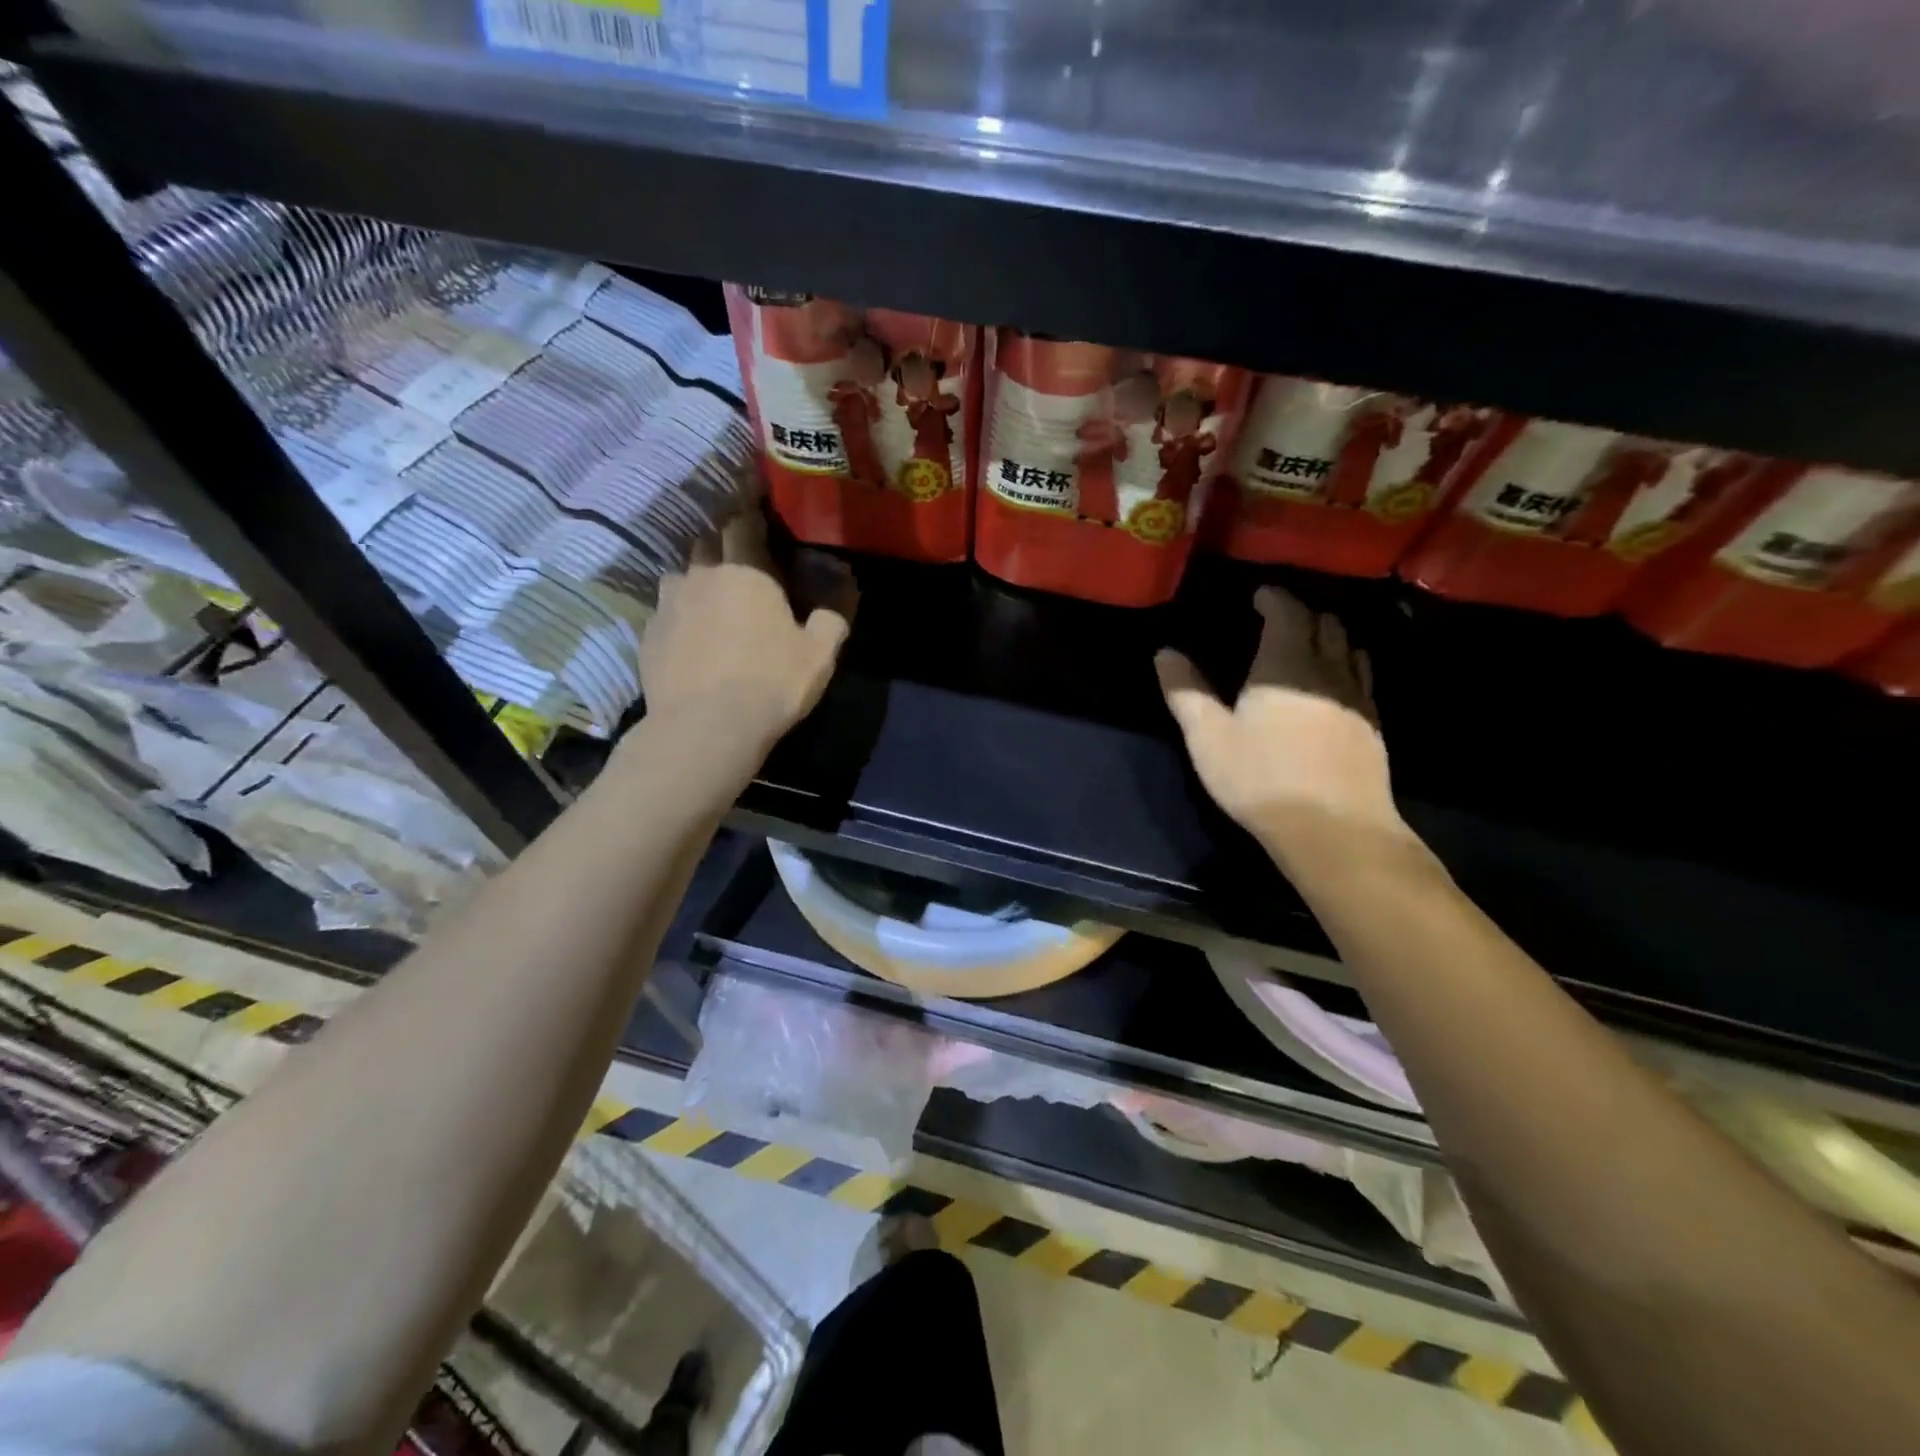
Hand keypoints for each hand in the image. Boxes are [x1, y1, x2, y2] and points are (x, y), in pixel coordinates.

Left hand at [641, 509, 855, 750]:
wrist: (705, 728)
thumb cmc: (771, 684)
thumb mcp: (819, 655)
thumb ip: (832, 617)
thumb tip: (840, 592)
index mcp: (746, 572)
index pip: (744, 523)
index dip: (753, 516)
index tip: (762, 517)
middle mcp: (701, 576)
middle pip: (707, 542)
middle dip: (724, 546)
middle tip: (742, 565)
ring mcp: (667, 604)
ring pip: (680, 574)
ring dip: (697, 579)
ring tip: (712, 601)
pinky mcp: (648, 634)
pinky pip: (664, 611)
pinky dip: (678, 615)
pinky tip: (691, 638)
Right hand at [1155, 587, 1412, 871]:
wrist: (1332, 827)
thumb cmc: (1261, 779)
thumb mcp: (1208, 738)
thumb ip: (1186, 691)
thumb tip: (1165, 653)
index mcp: (1285, 664)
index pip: (1288, 611)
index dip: (1274, 597)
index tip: (1259, 595)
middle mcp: (1328, 668)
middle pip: (1324, 622)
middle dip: (1302, 612)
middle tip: (1278, 617)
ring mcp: (1357, 695)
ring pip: (1349, 645)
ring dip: (1329, 634)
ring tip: (1308, 642)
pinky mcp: (1373, 723)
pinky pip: (1363, 675)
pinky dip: (1347, 662)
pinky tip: (1335, 681)